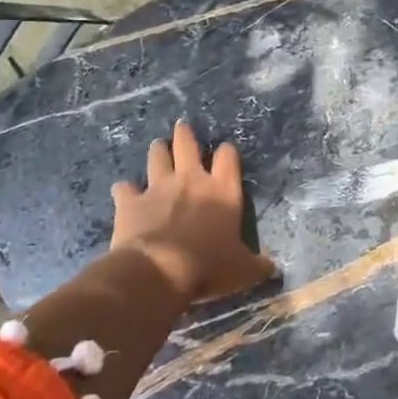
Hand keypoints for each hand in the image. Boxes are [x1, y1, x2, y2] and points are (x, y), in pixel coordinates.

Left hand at [111, 121, 276, 303]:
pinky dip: (125, 190)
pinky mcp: (131, 201)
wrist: (160, 271)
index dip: (226, 152)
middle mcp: (191, 180)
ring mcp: (158, 187)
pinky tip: (124, 192)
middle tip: (182, 127)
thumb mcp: (243, 270)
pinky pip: (124, 187)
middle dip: (185, 135)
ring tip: (157, 147)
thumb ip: (257, 264)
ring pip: (157, 156)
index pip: (228, 157)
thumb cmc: (208, 266)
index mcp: (222, 191)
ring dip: (157, 151)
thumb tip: (272, 268)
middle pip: (187, 145)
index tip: (225, 152)